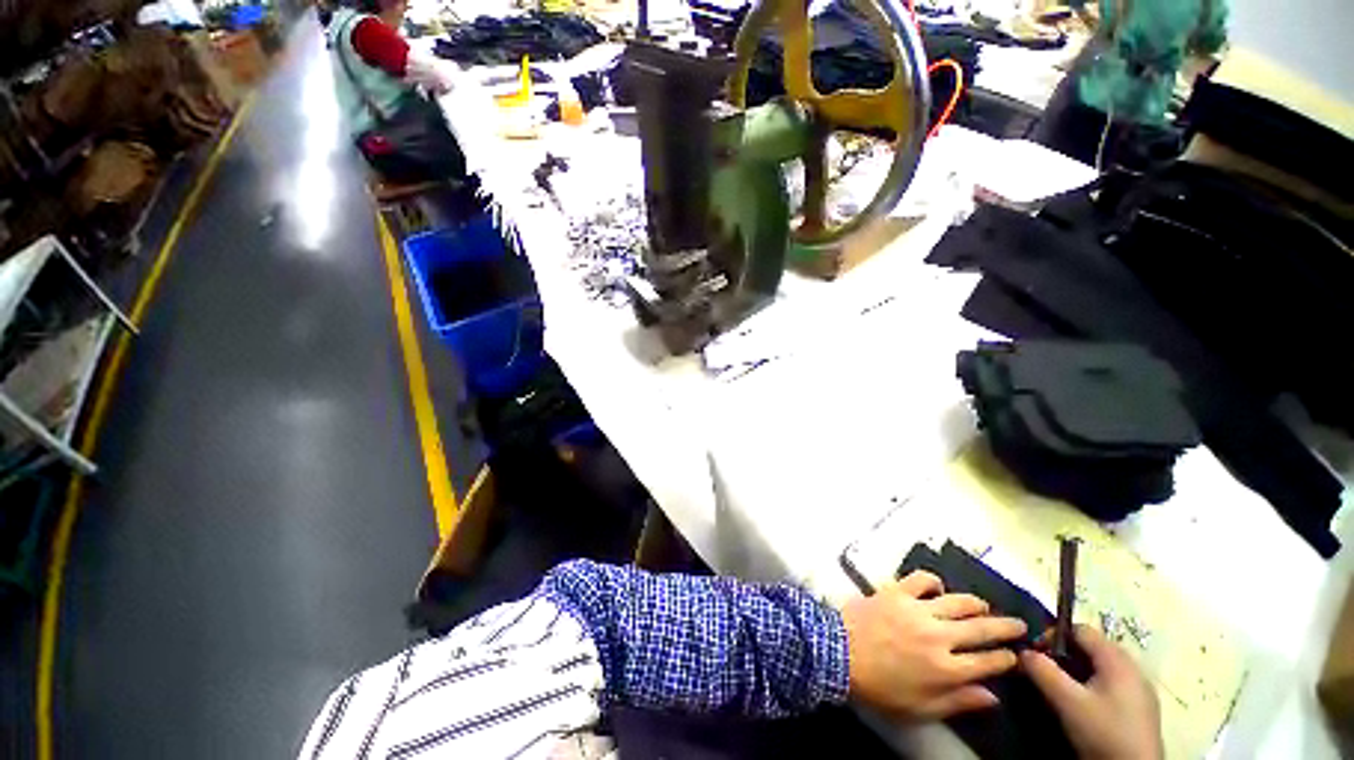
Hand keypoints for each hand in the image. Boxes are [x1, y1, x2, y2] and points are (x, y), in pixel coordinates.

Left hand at [841, 571, 1027, 719]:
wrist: (839, 653)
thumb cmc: (879, 688)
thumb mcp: (920, 709)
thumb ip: (958, 702)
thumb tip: (993, 697)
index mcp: (947, 670)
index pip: (989, 662)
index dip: (1006, 659)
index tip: (1015, 656)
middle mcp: (939, 636)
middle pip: (982, 628)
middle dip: (1006, 626)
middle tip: (1019, 624)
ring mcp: (918, 610)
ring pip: (958, 601)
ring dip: (976, 603)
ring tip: (984, 606)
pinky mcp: (897, 592)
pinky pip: (921, 579)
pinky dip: (933, 581)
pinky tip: (938, 587)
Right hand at [1021, 624, 1161, 759]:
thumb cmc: (1103, 731)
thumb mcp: (1067, 702)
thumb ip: (1042, 671)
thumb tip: (1023, 651)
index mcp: (1117, 658)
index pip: (1080, 630)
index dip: (1053, 635)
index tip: (1035, 654)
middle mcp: (1132, 666)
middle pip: (1091, 648)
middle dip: (1064, 655)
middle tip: (1045, 672)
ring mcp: (1140, 688)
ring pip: (1101, 667)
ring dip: (1077, 672)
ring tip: (1061, 689)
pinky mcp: (1141, 707)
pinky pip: (1111, 684)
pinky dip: (1092, 686)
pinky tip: (1083, 705)